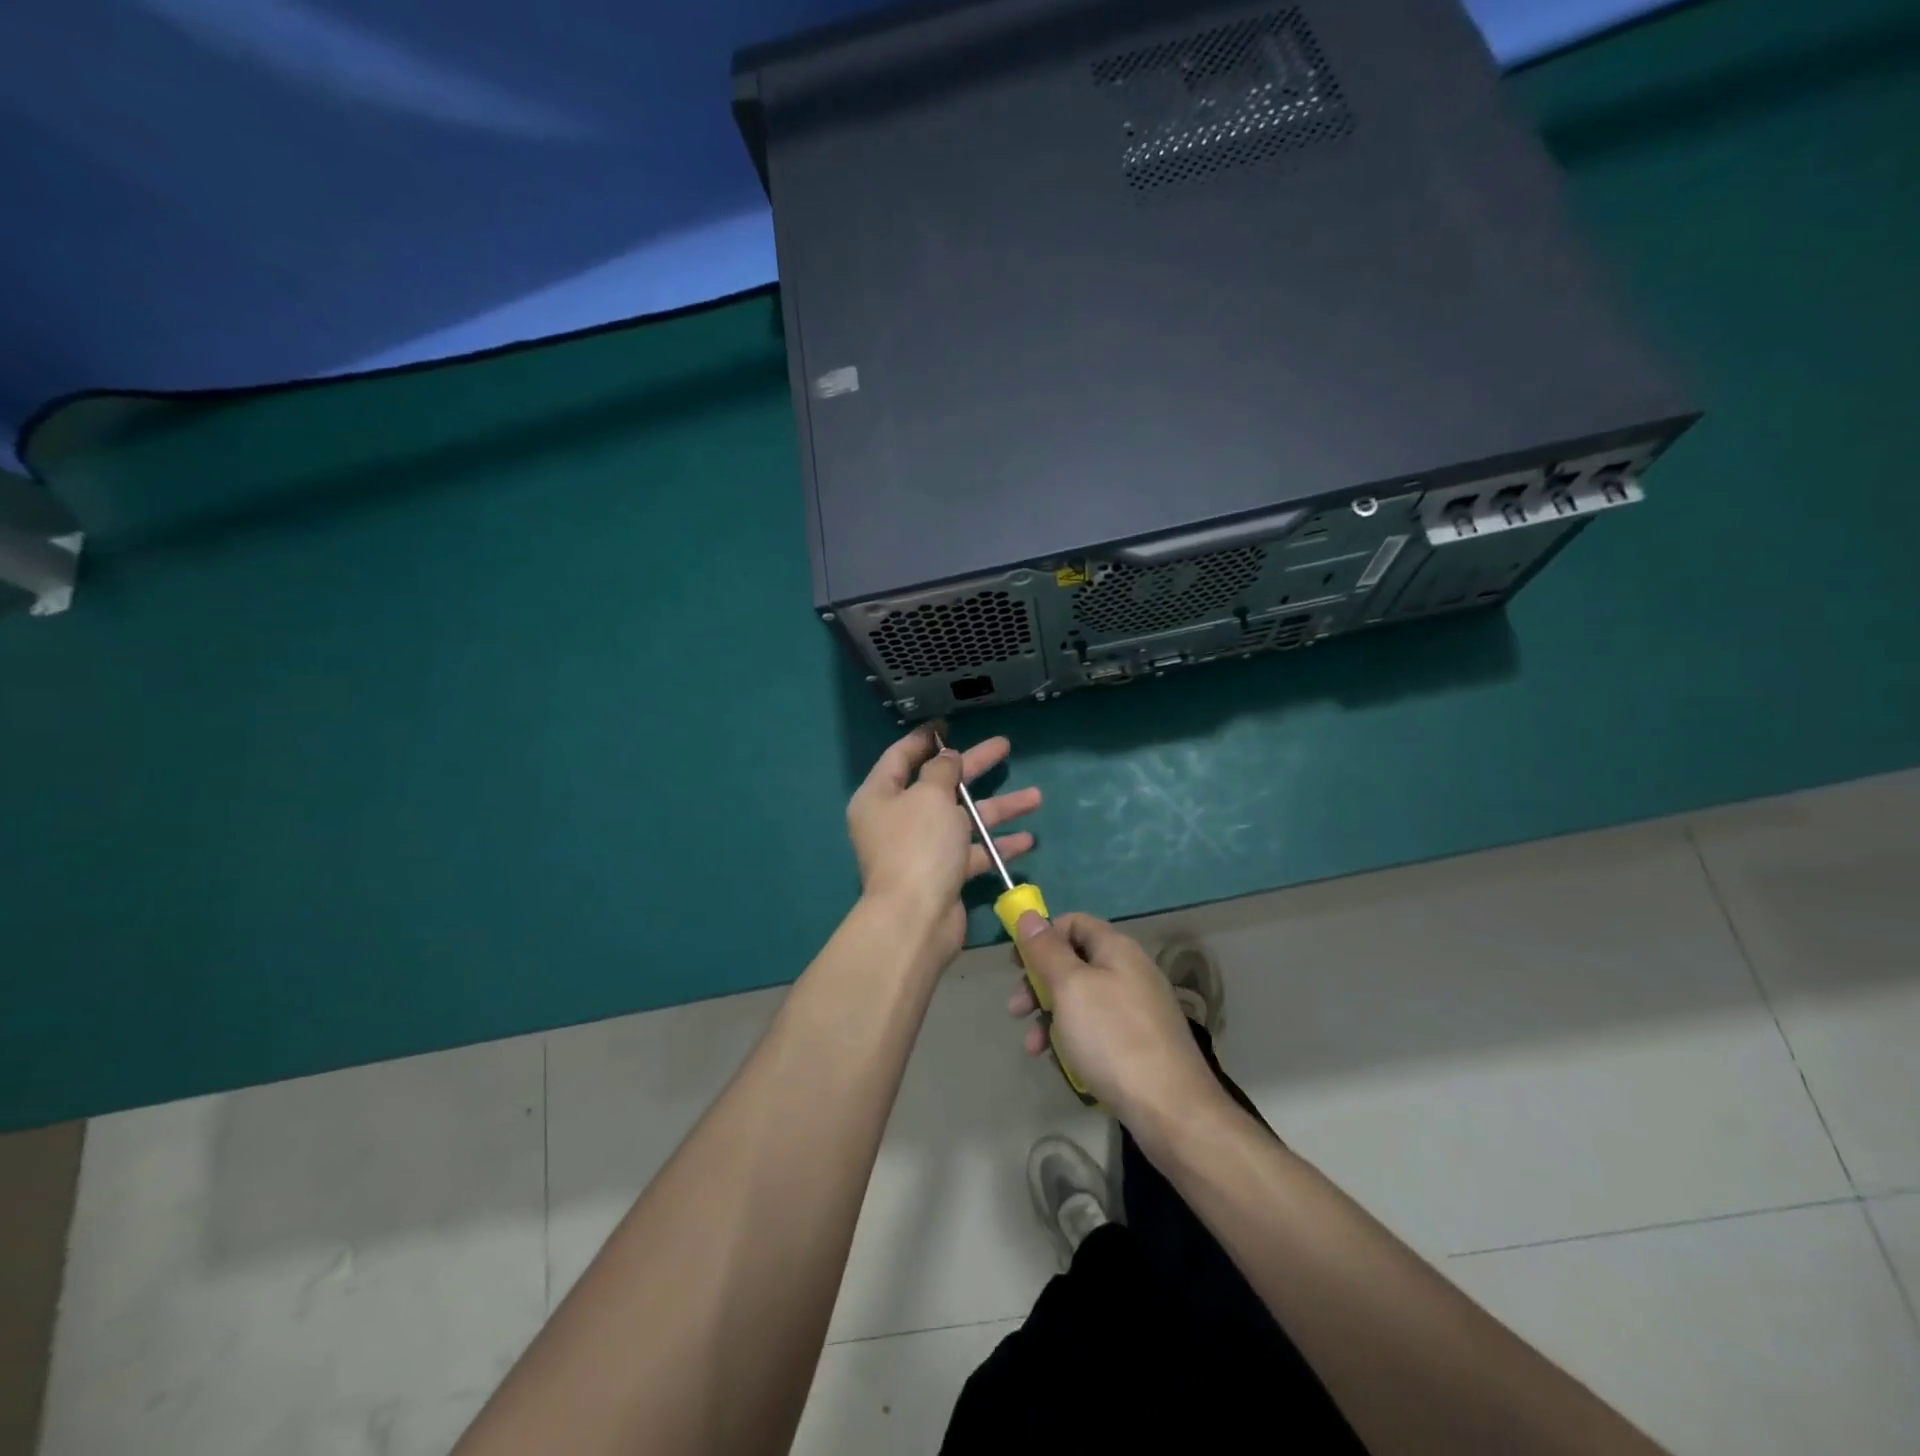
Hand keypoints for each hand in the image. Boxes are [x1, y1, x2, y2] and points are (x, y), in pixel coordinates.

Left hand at [847, 723, 1041, 964]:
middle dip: (974, 767)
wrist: (916, 919)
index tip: (948, 724)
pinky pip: (971, 852)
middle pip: (940, 785)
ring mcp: (920, 849)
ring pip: (962, 819)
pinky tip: (1027, 840)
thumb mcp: (930, 796)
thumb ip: (941, 770)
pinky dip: (996, 845)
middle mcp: (897, 820)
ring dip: (998, 808)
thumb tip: (947, 757)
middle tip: (1004, 747)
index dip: (926, 739)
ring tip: (1036, 797)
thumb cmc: (918, 845)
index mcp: (880, 796)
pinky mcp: (942, 874)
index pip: (901, 757)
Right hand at [1007, 912, 1226, 1131]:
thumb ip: (1046, 950)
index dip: (1043, 936)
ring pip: (1081, 1000)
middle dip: (1039, 983)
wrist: (1171, 1110)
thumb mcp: (1070, 988)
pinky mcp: (1139, 1043)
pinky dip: (1074, 1040)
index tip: (1017, 963)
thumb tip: (1028, 915)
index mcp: (1117, 949)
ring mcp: (1137, 1009)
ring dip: (1051, 1017)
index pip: (1073, 922)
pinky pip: (1097, 1029)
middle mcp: (1130, 971)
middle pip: (1074, 962)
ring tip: (1034, 1047)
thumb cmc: (1113, 1038)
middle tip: (1016, 1010)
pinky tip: (1062, 1065)